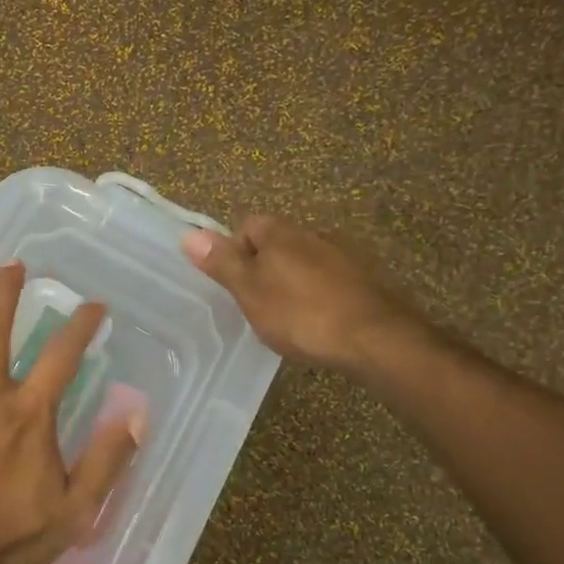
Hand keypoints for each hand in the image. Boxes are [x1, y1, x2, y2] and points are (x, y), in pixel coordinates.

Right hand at [182, 216, 422, 373]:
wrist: (375, 338)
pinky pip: (330, 280)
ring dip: (293, 281)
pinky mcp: (366, 280)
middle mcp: (314, 234)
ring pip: (305, 261)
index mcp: (281, 233)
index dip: (235, 251)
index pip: (248, 225)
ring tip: (288, 317)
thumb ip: (222, 263)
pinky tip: (319, 322)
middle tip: (257, 304)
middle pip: (277, 242)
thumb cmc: (301, 314)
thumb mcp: (250, 291)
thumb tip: (188, 234)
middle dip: (264, 267)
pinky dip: (319, 295)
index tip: (235, 284)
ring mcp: (344, 255)